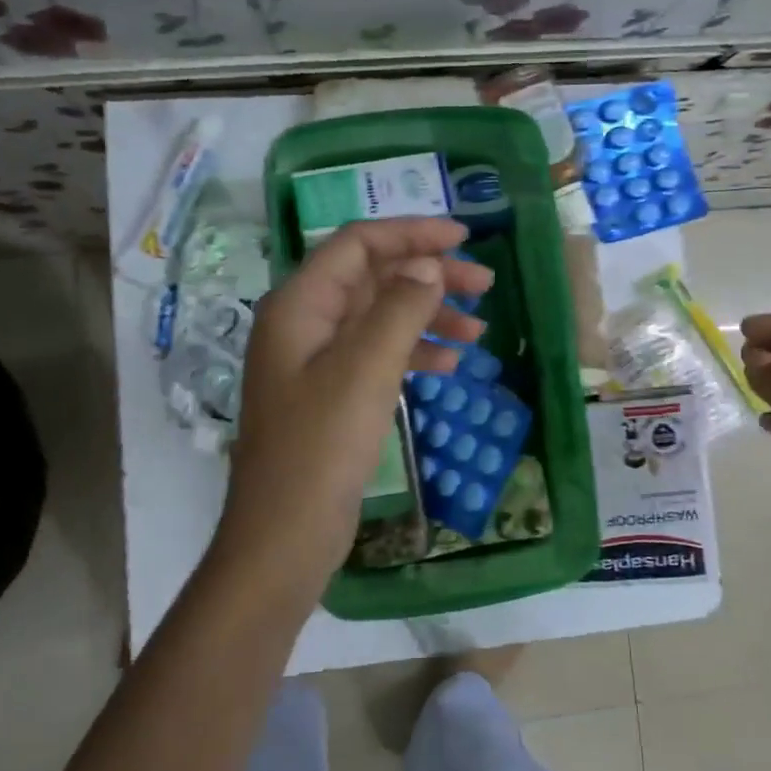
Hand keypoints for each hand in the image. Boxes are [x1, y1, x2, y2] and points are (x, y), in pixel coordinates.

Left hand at [218, 218, 493, 581]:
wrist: (284, 536)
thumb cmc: (320, 448)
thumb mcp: (365, 370)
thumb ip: (399, 308)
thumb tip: (428, 266)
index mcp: (300, 305)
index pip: (358, 245)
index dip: (411, 233)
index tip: (464, 238)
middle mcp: (304, 324)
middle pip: (372, 279)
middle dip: (428, 277)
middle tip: (485, 286)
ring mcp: (316, 363)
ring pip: (380, 319)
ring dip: (428, 318)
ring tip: (478, 333)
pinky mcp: (331, 396)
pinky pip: (377, 357)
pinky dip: (413, 354)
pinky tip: (449, 367)